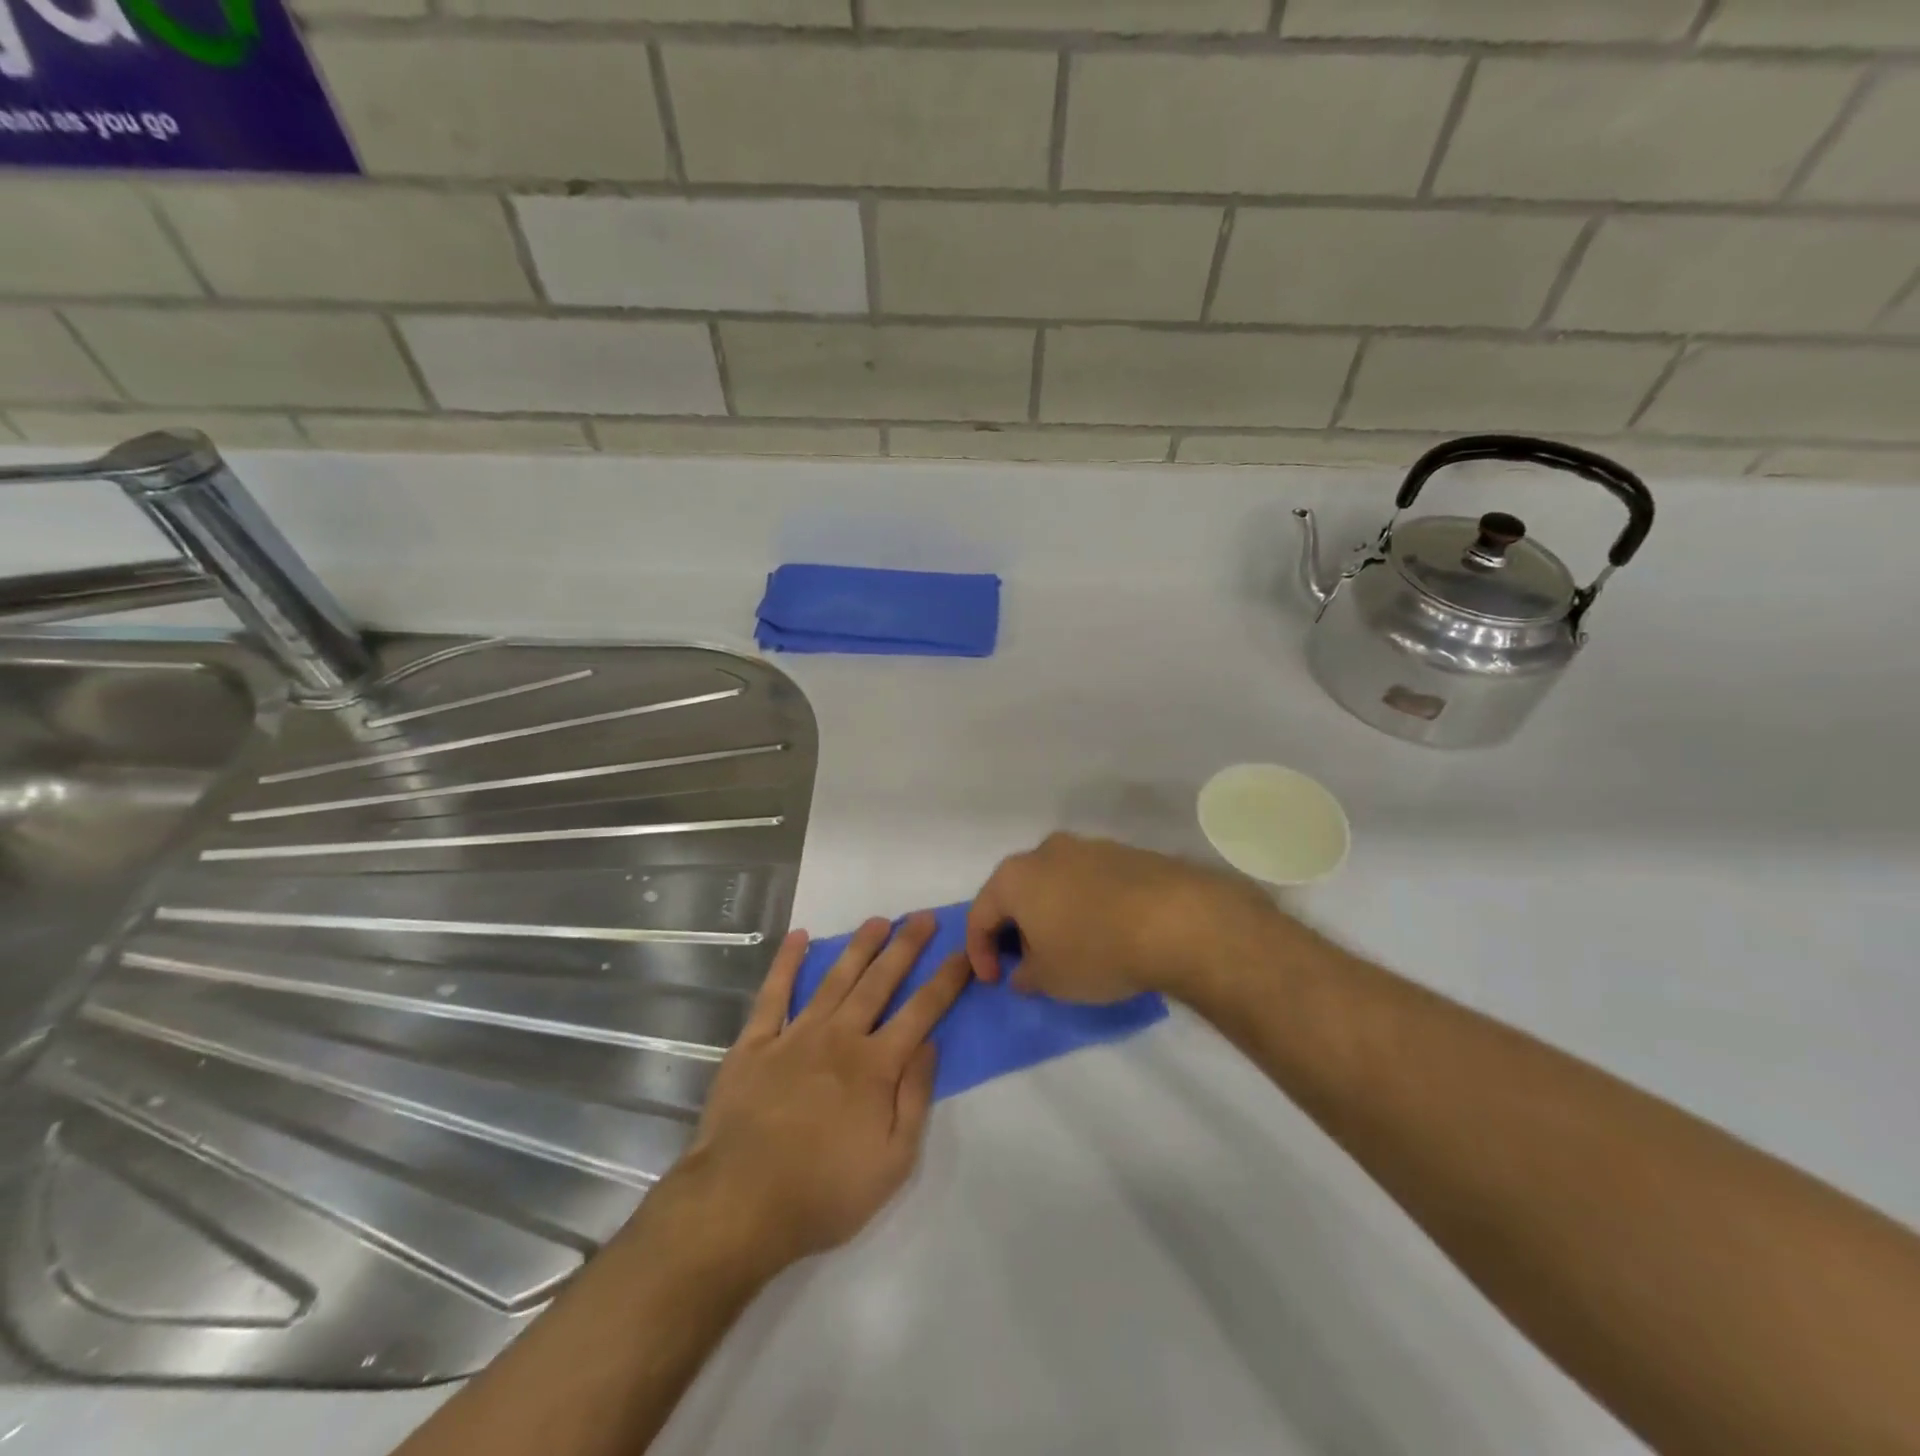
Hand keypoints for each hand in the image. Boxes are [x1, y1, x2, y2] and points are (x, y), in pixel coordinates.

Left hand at [675, 914, 969, 1270]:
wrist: (738, 1205)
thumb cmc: (823, 1192)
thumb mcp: (893, 1162)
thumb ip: (915, 1097)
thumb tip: (930, 1045)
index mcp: (876, 1066)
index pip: (922, 1012)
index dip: (945, 981)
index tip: (963, 953)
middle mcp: (839, 1037)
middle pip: (879, 982)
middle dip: (905, 947)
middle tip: (923, 916)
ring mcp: (795, 1035)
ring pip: (834, 979)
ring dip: (859, 946)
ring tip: (878, 920)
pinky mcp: (755, 1043)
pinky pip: (773, 993)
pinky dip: (786, 963)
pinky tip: (798, 937)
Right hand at [965, 833, 1281, 1002]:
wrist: (1176, 919)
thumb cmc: (1096, 950)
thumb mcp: (1050, 979)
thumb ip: (1025, 976)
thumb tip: (1023, 972)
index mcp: (1014, 877)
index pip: (979, 914)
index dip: (979, 952)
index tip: (996, 981)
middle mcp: (1045, 851)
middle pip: (1016, 892)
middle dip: (1016, 929)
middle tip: (1029, 963)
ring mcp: (1087, 847)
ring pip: (1054, 883)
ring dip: (1052, 914)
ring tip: (1070, 949)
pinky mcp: (1123, 853)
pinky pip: (1089, 882)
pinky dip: (1085, 906)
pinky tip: (1105, 932)